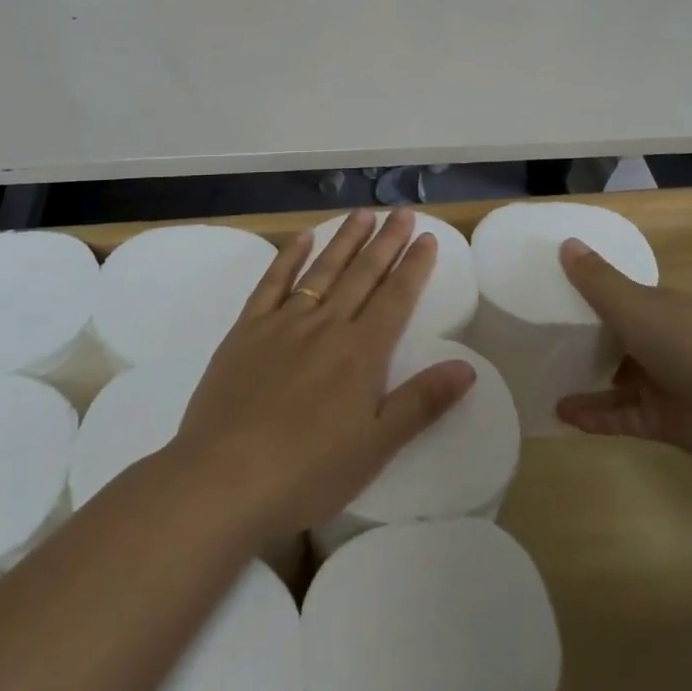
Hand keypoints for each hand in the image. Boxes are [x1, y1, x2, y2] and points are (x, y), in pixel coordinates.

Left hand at [173, 210, 477, 540]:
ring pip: (322, 271)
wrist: (224, 479)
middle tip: (401, 211)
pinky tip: (302, 239)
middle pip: (363, 274)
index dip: (414, 266)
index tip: (427, 238)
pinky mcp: (247, 330)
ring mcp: (283, 323)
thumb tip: (467, 366)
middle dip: (386, 241)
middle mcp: (326, 326)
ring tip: (362, 214)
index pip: (396, 298)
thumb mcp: (376, 447)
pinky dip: (289, 258)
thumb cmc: (307, 472)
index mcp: (361, 353)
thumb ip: (421, 403)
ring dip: (345, 240)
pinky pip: (272, 283)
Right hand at [554, 237, 691, 469]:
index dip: (585, 294)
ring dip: (584, 381)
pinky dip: (595, 416)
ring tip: (543, 380)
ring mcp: (661, 383)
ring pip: (615, 381)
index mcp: (654, 307)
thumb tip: (565, 241)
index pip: (616, 296)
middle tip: (537, 340)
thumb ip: (597, 280)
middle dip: (582, 340)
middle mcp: (657, 342)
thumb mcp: (634, 305)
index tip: (547, 293)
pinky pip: (621, 416)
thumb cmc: (687, 341)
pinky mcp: (662, 421)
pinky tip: (562, 414)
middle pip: (614, 339)